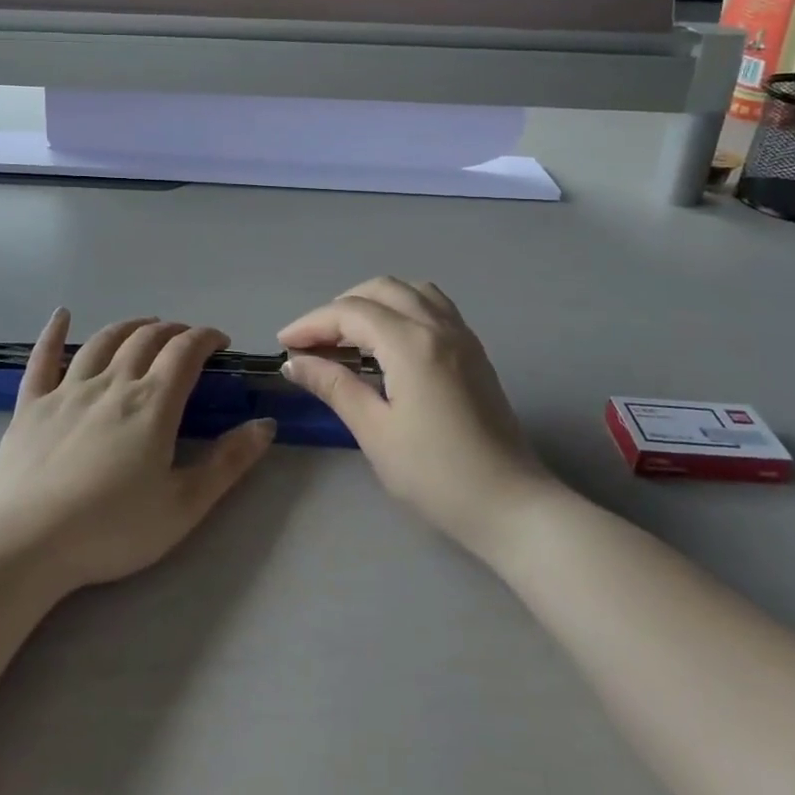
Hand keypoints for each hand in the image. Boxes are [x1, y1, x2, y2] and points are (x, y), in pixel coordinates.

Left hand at [0, 310, 275, 590]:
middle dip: (173, 331)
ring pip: (103, 341)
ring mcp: (67, 390)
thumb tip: (266, 424)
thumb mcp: (184, 506)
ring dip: (129, 326)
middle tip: (187, 340)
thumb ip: (228, 463)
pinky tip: (61, 315)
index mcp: (152, 403)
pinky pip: (42, 358)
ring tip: (145, 326)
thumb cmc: (112, 529)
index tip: (220, 342)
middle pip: (147, 339)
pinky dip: (53, 332)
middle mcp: (112, 383)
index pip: (186, 351)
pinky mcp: (31, 405)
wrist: (27, 544)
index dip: (207, 338)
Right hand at [279, 277, 551, 551]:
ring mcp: (462, 335)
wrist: (510, 505)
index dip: (312, 324)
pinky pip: (433, 306)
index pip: (350, 313)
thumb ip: (334, 386)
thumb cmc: (436, 475)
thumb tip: (295, 363)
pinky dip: (402, 308)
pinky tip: (388, 341)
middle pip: (380, 290)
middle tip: (313, 342)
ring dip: (373, 301)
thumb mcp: (375, 432)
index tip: (284, 345)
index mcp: (412, 343)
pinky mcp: (474, 350)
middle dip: (339, 308)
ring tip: (349, 336)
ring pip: (410, 290)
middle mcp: (438, 326)